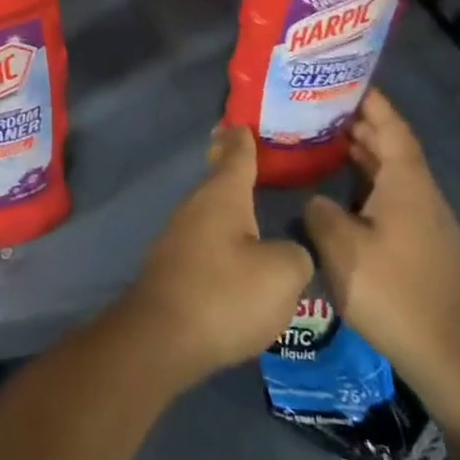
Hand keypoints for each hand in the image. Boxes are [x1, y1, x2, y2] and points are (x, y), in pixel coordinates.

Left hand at [120, 125, 313, 391]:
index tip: (244, 122)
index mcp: (222, 196)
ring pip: (209, 209)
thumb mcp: (282, 274)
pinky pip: (204, 236)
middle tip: (250, 154)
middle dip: (232, 166)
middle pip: (218, 179)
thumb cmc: (226, 294)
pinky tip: (235, 247)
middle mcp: (196, 206)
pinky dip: (221, 232)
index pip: (237, 156)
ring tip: (249, 200)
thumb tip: (287, 250)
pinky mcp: (174, 264)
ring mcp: (179, 235)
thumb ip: (296, 253)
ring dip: (227, 202)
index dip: (244, 140)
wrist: (163, 336)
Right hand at [302, 91, 459, 423]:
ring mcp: (425, 221)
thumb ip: (320, 211)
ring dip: (363, 152)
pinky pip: (391, 195)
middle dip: (361, 122)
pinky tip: (340, 188)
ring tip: (324, 137)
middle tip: (320, 105)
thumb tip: (316, 199)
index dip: (371, 101)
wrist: (449, 357)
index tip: (345, 78)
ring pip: (392, 172)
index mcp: (407, 185)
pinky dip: (367, 180)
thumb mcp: (341, 248)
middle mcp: (421, 194)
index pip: (392, 128)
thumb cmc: (394, 293)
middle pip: (393, 146)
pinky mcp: (421, 244)